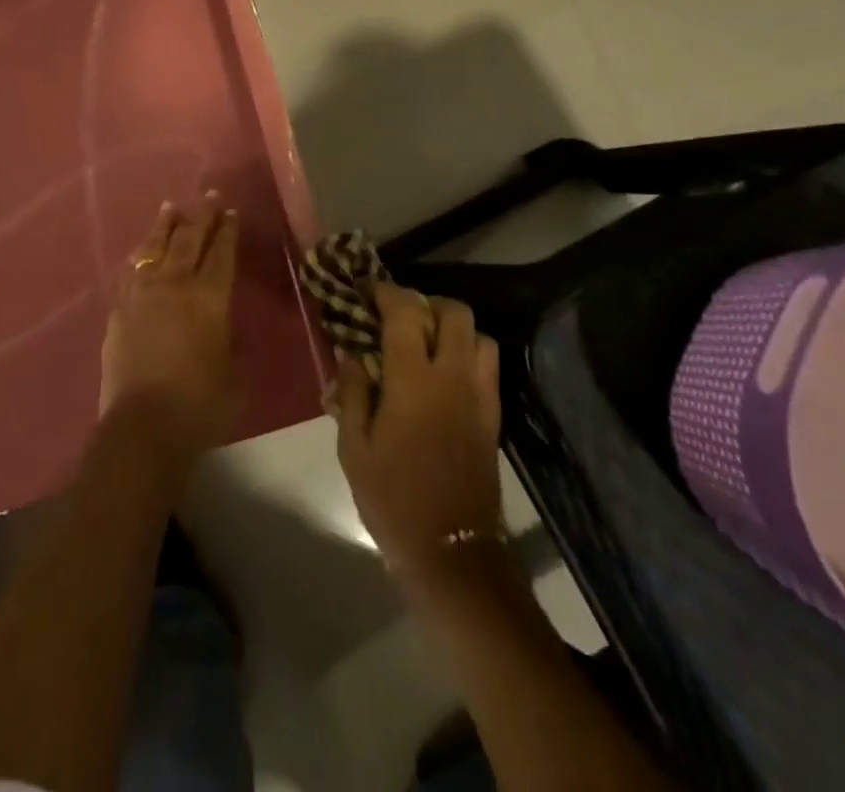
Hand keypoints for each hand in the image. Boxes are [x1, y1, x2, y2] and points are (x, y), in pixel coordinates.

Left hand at [99, 196, 242, 471]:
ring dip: (165, 226)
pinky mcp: (119, 310)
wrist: (143, 428)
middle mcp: (175, 286)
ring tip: (171, 208)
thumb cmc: (200, 406)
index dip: (227, 231)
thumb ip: (228, 341)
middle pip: (189, 240)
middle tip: (207, 197)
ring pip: (154, 248)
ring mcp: (142, 295)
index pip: (221, 254)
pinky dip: (141, 254)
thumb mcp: (234, 373)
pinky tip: (142, 250)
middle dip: (200, 216)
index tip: (230, 212)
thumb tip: (221, 327)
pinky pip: (131, 271)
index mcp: (209, 299)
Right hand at [334, 284, 503, 584]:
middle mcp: (453, 377)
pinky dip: (467, 353)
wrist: (452, 553)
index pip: (405, 313)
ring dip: (453, 327)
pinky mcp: (493, 415)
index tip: (368, 291)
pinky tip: (443, 373)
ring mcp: (479, 395)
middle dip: (426, 303)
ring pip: (479, 335)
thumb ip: (352, 392)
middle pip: (454, 312)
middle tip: (400, 316)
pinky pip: (487, 364)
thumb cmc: (393, 499)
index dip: (386, 293)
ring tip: (426, 342)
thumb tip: (351, 353)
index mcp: (414, 381)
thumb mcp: (354, 448)